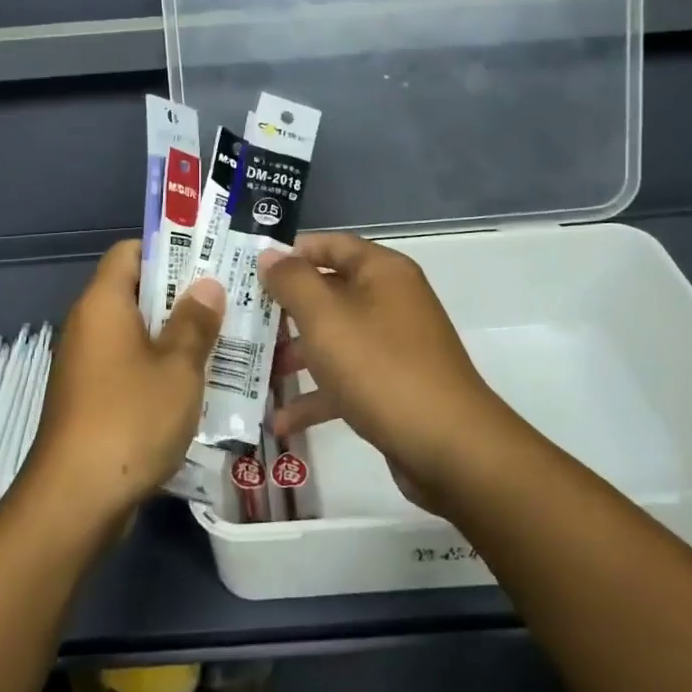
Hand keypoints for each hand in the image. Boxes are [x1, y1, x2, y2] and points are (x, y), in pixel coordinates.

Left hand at [17, 240, 224, 526]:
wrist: (75, 499)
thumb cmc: (130, 419)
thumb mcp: (177, 368)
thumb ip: (195, 323)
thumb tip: (207, 285)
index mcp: (103, 304)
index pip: (130, 252)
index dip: (168, 249)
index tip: (209, 260)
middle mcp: (88, 326)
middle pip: (136, 292)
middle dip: (182, 296)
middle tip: (230, 302)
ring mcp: (87, 365)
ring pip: (137, 334)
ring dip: (176, 336)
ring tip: (224, 342)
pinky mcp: (91, 399)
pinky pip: (129, 367)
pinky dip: (160, 368)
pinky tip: (197, 386)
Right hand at [261, 233, 515, 507]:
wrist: (449, 447)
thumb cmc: (379, 368)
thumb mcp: (325, 318)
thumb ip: (292, 282)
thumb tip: (270, 255)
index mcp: (382, 272)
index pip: (330, 245)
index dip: (290, 253)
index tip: (248, 269)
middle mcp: (391, 302)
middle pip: (329, 292)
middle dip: (285, 309)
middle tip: (243, 321)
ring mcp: (395, 346)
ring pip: (335, 339)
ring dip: (295, 354)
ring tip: (254, 371)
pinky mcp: (393, 387)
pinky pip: (347, 380)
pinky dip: (317, 395)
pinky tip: (281, 421)